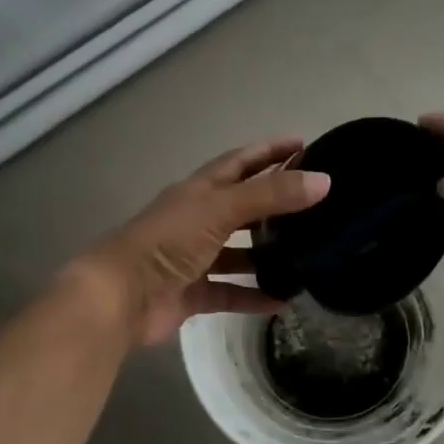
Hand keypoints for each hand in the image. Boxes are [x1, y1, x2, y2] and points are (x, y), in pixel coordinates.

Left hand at [72, 138, 330, 346]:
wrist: (120, 297)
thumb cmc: (168, 241)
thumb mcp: (220, 209)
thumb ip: (271, 195)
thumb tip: (324, 181)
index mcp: (199, 191)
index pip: (240, 162)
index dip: (269, 151)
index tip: (304, 144)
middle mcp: (197, 220)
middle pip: (242, 207)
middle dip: (274, 204)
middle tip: (315, 205)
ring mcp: (194, 258)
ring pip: (238, 252)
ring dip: (267, 254)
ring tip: (306, 255)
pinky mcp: (192, 293)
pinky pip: (230, 292)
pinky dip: (253, 295)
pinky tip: (282, 300)